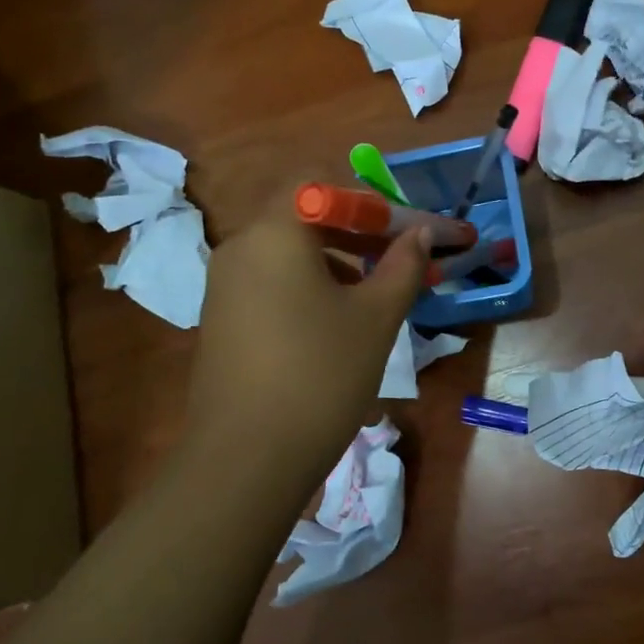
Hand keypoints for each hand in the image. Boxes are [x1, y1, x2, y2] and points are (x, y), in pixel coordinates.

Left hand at [187, 184, 428, 484]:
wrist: (247, 458)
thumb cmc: (321, 374)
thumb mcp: (375, 317)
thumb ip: (403, 266)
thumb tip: (421, 233)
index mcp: (275, 233)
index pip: (320, 186)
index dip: (368, 202)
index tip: (404, 231)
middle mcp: (241, 248)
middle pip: (302, 216)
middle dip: (356, 231)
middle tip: (399, 257)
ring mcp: (224, 286)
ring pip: (287, 253)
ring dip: (334, 260)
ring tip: (375, 292)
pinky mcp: (221, 320)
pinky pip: (270, 283)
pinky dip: (306, 285)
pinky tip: (334, 322)